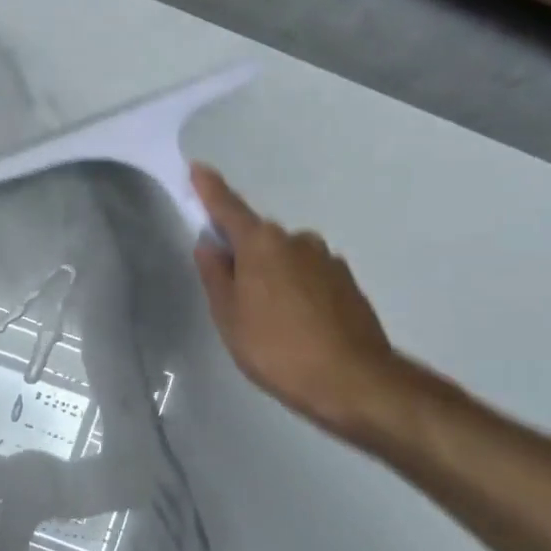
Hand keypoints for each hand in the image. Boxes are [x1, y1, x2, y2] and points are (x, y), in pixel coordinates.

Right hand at [190, 165, 410, 442]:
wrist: (353, 382)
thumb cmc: (276, 348)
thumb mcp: (229, 316)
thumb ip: (215, 275)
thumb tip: (209, 245)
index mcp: (262, 243)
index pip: (228, 208)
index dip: (210, 190)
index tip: (198, 168)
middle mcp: (297, 241)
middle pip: (259, 238)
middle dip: (243, 254)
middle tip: (231, 293)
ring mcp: (328, 260)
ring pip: (286, 259)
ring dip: (272, 276)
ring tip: (268, 319)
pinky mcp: (348, 284)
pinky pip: (309, 277)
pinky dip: (296, 290)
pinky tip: (296, 324)